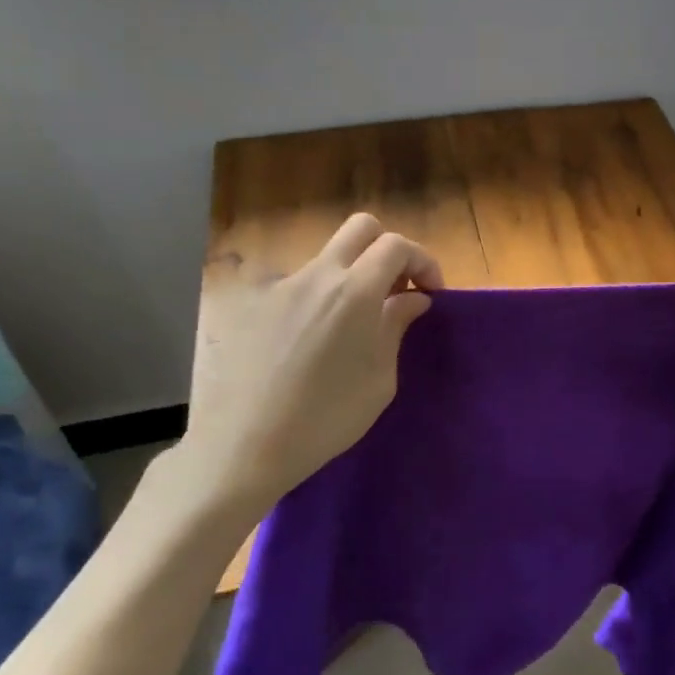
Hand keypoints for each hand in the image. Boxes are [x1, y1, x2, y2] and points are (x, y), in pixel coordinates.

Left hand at [179, 213, 442, 513]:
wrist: (244, 446)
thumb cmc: (326, 419)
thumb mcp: (379, 379)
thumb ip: (397, 326)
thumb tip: (413, 298)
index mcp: (355, 291)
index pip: (397, 245)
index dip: (423, 261)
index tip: (429, 293)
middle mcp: (316, 275)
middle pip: (361, 228)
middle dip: (388, 249)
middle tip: (395, 289)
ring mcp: (280, 286)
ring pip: (327, 258)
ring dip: (350, 276)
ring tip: (350, 325)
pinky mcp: (252, 305)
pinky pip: (296, 287)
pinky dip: (315, 300)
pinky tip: (307, 343)